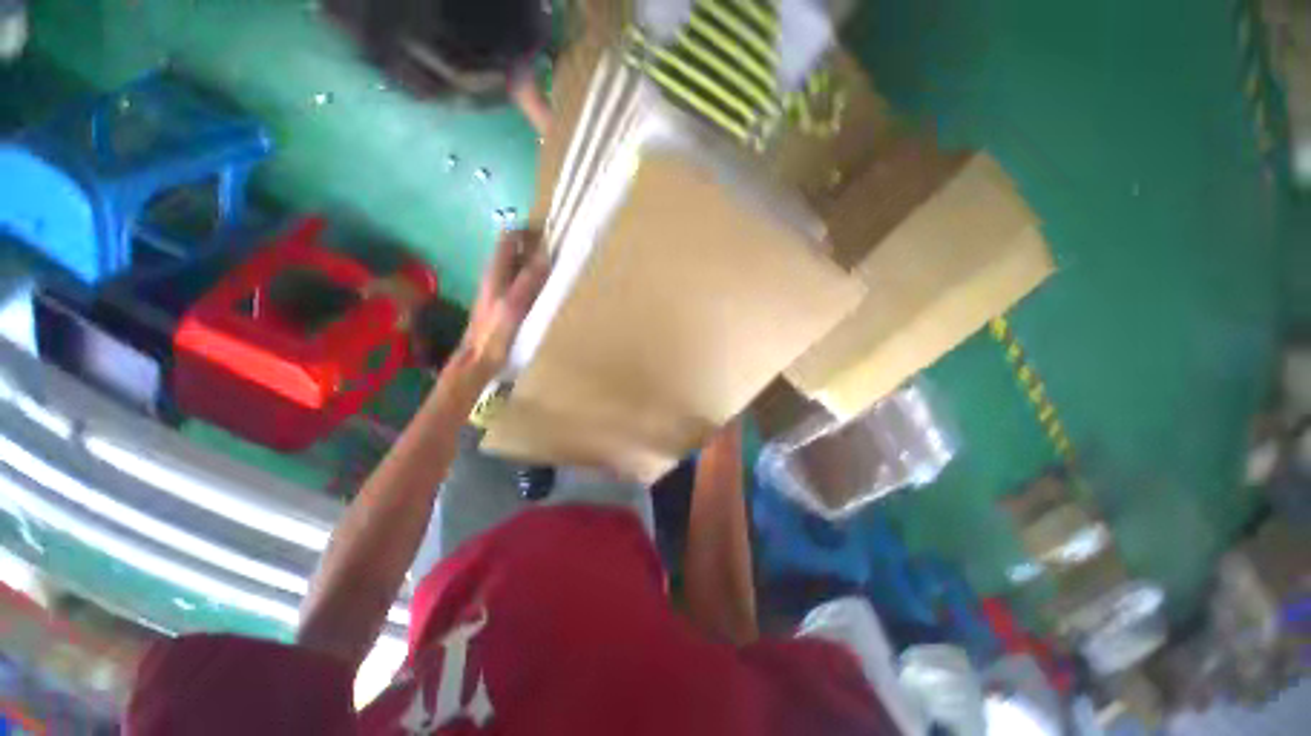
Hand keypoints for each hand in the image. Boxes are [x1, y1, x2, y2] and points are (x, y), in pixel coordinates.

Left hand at [457, 230, 549, 377]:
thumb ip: (528, 280)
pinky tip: (546, 292)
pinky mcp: (504, 303)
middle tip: (560, 255)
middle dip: (535, 247)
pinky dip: (534, 280)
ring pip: (518, 266)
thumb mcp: (514, 306)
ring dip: (536, 264)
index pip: (509, 238)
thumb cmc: (495, 335)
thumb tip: (545, 254)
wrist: (477, 361)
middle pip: (515, 250)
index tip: (551, 238)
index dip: (528, 233)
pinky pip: (520, 283)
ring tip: (557, 271)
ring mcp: (499, 290)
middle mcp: (495, 276)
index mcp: (495, 272)